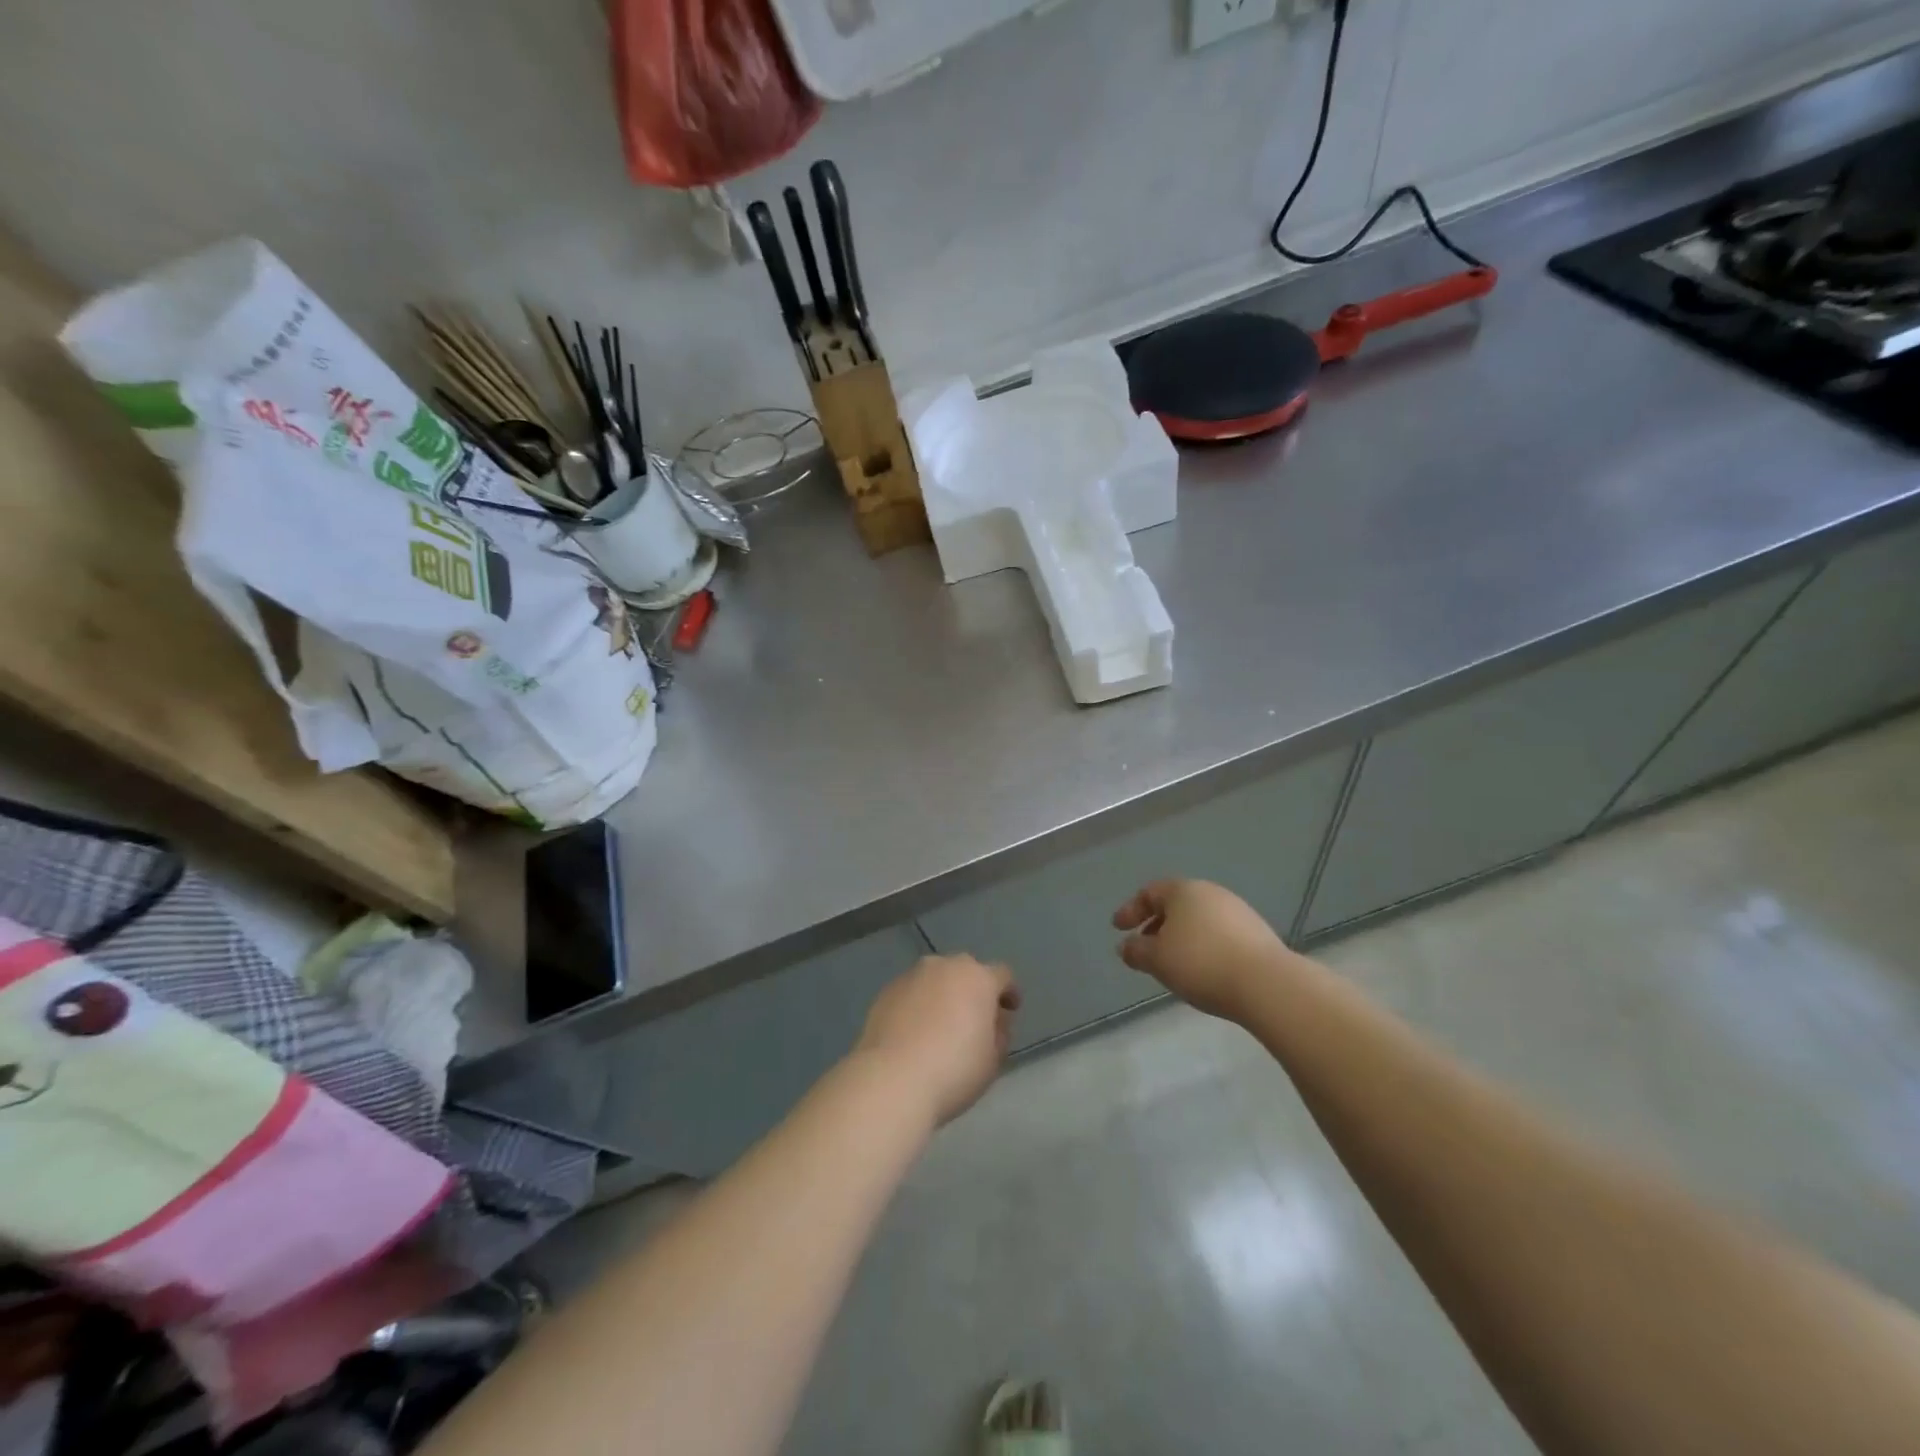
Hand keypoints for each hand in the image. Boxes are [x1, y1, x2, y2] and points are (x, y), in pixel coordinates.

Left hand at [855, 955, 1020, 1125]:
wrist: (892, 1079)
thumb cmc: (954, 1069)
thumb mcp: (993, 1059)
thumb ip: (999, 1033)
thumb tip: (992, 1021)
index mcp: (978, 978)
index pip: (1002, 975)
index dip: (1009, 992)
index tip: (1010, 1010)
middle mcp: (944, 966)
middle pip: (966, 972)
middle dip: (973, 990)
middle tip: (975, 1019)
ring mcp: (911, 976)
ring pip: (936, 979)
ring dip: (943, 995)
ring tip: (941, 1026)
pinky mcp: (886, 991)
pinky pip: (912, 993)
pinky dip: (918, 1005)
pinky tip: (915, 1032)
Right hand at [1113, 879, 1291, 1020]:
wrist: (1266, 984)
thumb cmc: (1201, 963)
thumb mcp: (1157, 959)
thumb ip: (1136, 951)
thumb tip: (1125, 946)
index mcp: (1183, 891)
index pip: (1149, 893)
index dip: (1130, 910)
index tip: (1118, 929)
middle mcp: (1211, 893)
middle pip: (1175, 904)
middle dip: (1156, 924)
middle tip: (1144, 946)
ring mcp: (1237, 911)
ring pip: (1198, 919)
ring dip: (1180, 936)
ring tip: (1172, 962)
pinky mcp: (1257, 933)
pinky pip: (1218, 933)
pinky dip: (1202, 945)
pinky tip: (1201, 968)